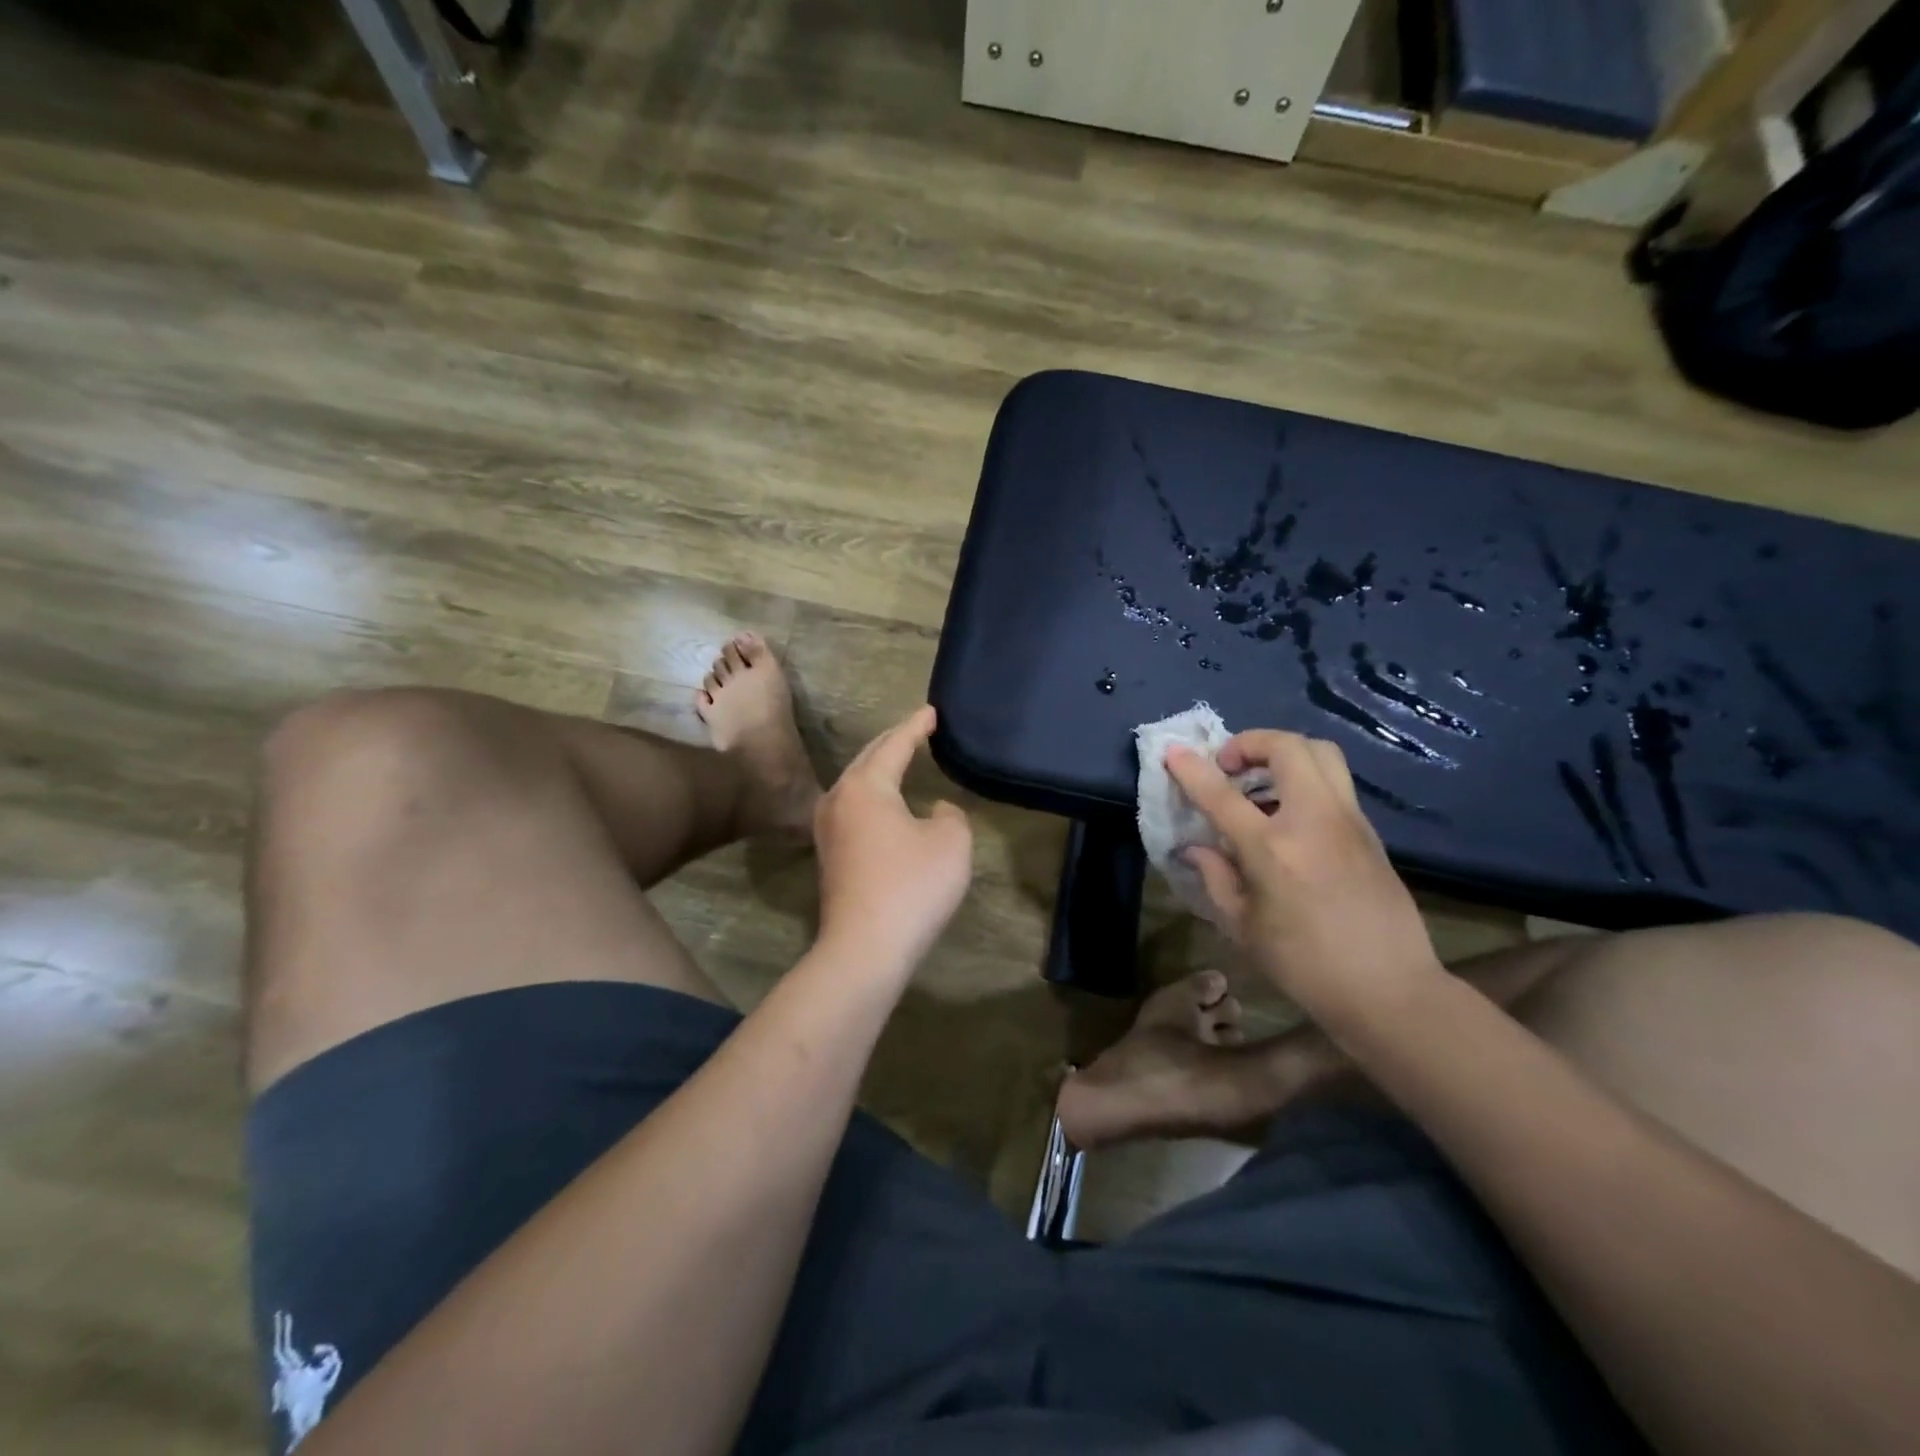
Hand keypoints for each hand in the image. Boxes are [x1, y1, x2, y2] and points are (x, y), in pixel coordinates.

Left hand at [814, 705, 973, 972]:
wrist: (864, 947)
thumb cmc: (912, 886)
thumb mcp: (951, 842)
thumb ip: (949, 814)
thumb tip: (935, 811)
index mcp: (865, 785)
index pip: (895, 744)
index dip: (916, 726)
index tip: (932, 712)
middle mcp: (838, 798)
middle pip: (868, 758)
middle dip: (894, 740)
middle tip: (917, 728)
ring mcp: (827, 828)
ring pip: (856, 783)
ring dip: (879, 767)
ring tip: (901, 757)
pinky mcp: (829, 854)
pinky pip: (853, 807)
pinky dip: (873, 793)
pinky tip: (886, 801)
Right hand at [1166, 731, 1443, 1028]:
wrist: (1389, 989)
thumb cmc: (1304, 965)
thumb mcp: (1243, 927)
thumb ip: (1216, 878)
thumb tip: (1196, 848)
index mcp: (1272, 848)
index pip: (1222, 794)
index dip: (1192, 769)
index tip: (1173, 752)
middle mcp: (1313, 820)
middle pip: (1286, 747)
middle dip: (1249, 743)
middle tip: (1229, 767)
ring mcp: (1348, 821)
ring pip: (1321, 753)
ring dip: (1283, 754)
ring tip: (1260, 782)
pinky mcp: (1369, 831)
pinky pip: (1335, 783)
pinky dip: (1305, 779)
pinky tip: (1290, 815)